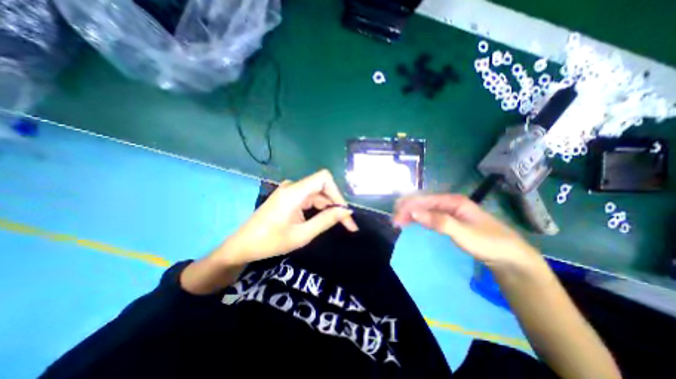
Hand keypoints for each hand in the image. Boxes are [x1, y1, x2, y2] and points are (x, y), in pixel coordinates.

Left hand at [217, 169, 358, 266]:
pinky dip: (319, 208)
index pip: (324, 179)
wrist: (242, 245)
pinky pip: (309, 198)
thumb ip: (325, 220)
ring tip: (339, 224)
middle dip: (336, 204)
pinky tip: (323, 219)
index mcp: (294, 192)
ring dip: (328, 208)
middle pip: (322, 188)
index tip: (344, 212)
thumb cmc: (270, 242)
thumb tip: (346, 211)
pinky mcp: (288, 197)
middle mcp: (293, 187)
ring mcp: (290, 191)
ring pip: (317, 194)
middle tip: (348, 224)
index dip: (337, 193)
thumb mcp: (302, 234)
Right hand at [392, 193, 538, 266]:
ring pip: (424, 208)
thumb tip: (414, 212)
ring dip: (410, 213)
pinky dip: (418, 218)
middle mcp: (448, 202)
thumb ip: (439, 222)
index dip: (408, 207)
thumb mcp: (464, 233)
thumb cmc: (489, 243)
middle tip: (394, 222)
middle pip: (422, 202)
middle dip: (406, 209)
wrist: (510, 256)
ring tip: (398, 222)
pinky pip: (428, 215)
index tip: (396, 219)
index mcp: (452, 201)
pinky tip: (411, 222)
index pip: (424, 200)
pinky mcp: (448, 219)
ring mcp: (448, 210)